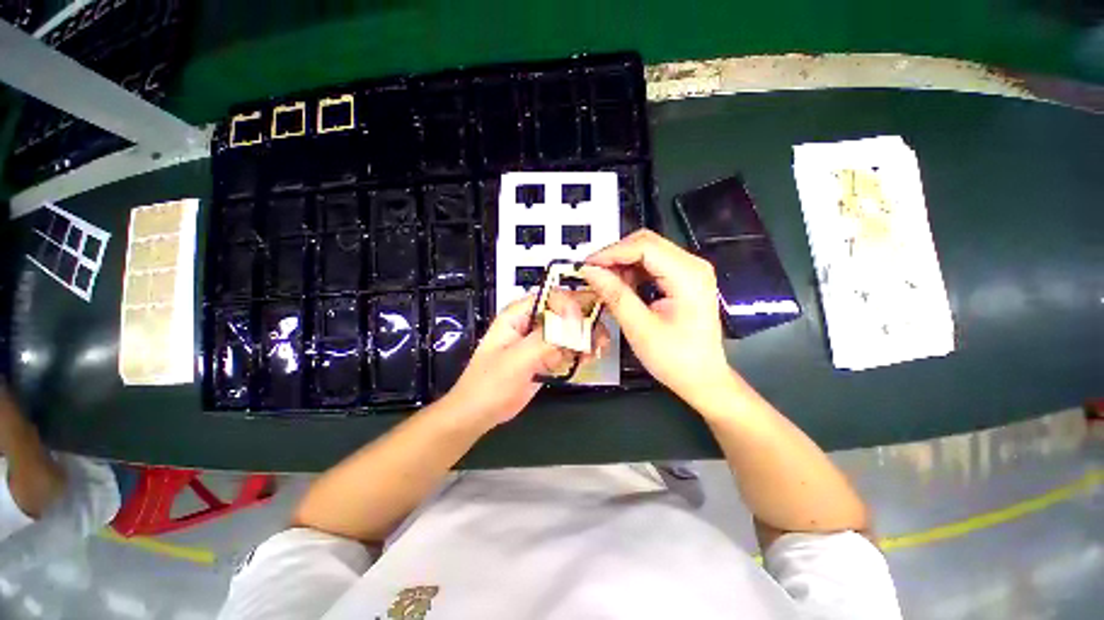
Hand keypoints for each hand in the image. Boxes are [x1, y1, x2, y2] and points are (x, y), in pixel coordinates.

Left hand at [443, 293, 609, 427]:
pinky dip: (580, 353)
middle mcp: (531, 323)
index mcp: (518, 315)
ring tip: (597, 350)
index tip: (584, 322)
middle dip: (584, 322)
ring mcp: (539, 341)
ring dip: (585, 338)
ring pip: (569, 331)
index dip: (570, 304)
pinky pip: (567, 349)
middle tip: (599, 336)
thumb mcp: (517, 358)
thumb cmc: (490, 383)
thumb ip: (546, 339)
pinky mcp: (545, 358)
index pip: (550, 297)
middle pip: (564, 313)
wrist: (479, 413)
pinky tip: (588, 359)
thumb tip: (575, 322)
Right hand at [581, 229, 729, 402]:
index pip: (643, 247)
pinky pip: (651, 264)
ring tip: (605, 283)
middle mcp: (693, 266)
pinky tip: (621, 287)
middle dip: (615, 256)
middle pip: (646, 243)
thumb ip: (615, 295)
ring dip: (622, 264)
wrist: (701, 377)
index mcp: (688, 276)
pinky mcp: (682, 279)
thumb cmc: (677, 359)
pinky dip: (631, 272)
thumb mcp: (640, 328)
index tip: (588, 265)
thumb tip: (591, 271)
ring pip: (646, 251)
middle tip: (593, 273)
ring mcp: (689, 271)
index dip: (611, 253)